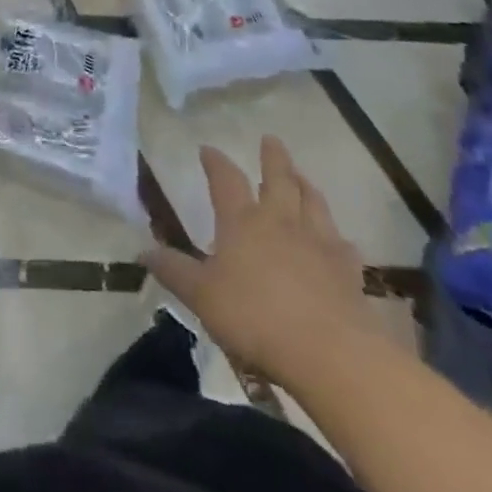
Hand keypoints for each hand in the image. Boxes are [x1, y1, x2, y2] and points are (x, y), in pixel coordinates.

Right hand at [145, 136, 370, 384]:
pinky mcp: (348, 272)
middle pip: (278, 180)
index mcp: (242, 221)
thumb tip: (142, 251)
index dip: (215, 163)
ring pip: (313, 203)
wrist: (331, 352)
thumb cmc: (255, 317)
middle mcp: (280, 222)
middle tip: (271, 140)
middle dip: (273, 158)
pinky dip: (337, 237)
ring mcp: (318, 243)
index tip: (208, 149)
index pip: (225, 180)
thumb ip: (174, 271)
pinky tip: (339, 240)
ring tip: (301, 176)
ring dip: (305, 185)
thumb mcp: (202, 296)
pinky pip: (343, 245)